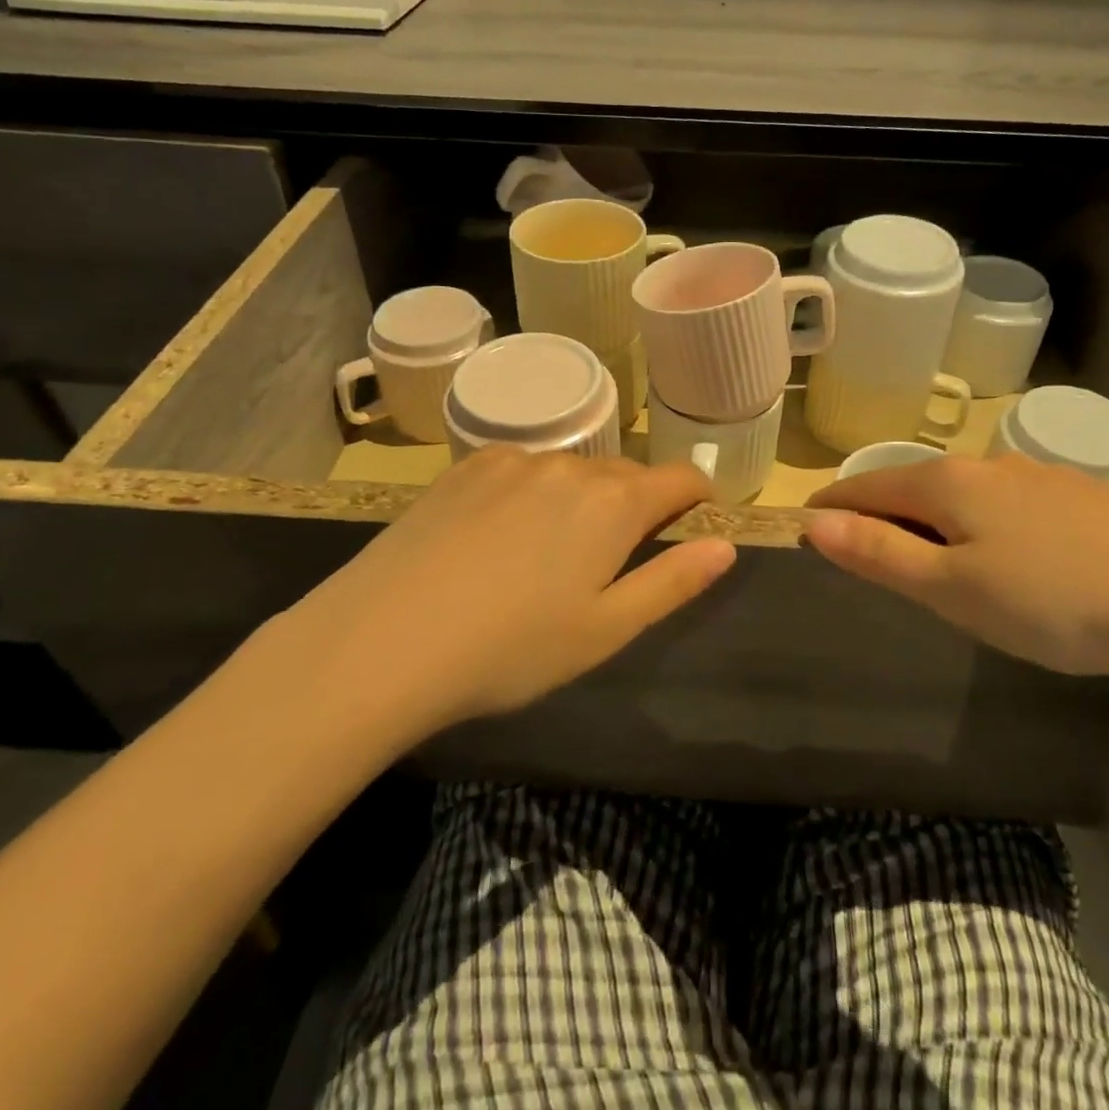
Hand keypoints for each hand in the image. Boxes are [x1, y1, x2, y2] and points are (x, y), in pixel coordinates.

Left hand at [260, 448, 734, 739]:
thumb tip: (725, 545)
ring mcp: (511, 460)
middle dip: (635, 507)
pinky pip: (520, 469)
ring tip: (549, 556)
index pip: (681, 478)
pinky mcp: (464, 467)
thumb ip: (673, 581)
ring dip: (581, 500)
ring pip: (570, 472)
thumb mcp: (606, 630)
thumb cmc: (510, 649)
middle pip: (625, 475)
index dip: (697, 499)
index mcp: (613, 502)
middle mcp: (568, 465)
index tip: (693, 524)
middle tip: (612, 563)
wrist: (383, 641)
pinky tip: (499, 538)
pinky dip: (531, 493)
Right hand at [805, 453, 1108, 686]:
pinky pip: (1018, 505)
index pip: (868, 486)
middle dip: (887, 513)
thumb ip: (879, 553)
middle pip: (918, 485)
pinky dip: (993, 524)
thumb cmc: (1053, 601)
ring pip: (972, 494)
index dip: (834, 507)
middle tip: (872, 554)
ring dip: (942, 519)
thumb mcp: (951, 588)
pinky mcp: (1093, 499)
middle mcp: (994, 466)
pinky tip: (1021, 558)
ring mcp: (1048, 477)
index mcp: (950, 484)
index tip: (809, 525)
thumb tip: (813, 523)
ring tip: (943, 560)